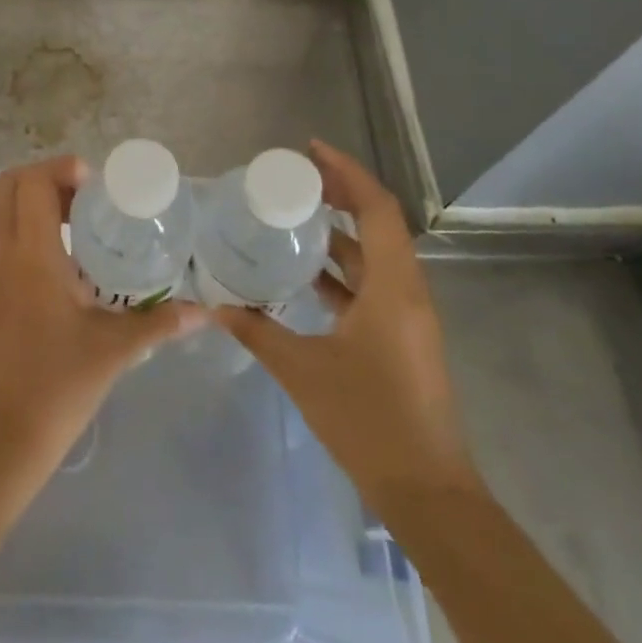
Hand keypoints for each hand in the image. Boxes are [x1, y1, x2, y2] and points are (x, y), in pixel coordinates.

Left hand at [0, 155, 204, 489]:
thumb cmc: (58, 386)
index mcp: (31, 257)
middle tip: (88, 196)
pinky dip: (35, 232)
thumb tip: (204, 311)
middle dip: (46, 178)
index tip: (97, 185)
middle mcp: (6, 256)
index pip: (30, 183)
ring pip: (5, 214)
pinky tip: (73, 264)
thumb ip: (160, 323)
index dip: (60, 168)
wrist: (4, 439)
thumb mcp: (115, 350)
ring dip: (39, 204)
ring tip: (85, 224)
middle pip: (7, 186)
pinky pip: (9, 242)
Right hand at [215, 140, 481, 510]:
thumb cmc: (368, 421)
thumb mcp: (303, 371)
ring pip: (376, 254)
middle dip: (341, 193)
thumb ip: (257, 332)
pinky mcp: (402, 337)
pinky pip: (373, 283)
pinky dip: (343, 268)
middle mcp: (407, 290)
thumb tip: (215, 304)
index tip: (311, 151)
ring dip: (341, 231)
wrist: (427, 491)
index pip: (376, 208)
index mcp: (393, 286)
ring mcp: (408, 315)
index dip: (347, 172)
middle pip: (378, 222)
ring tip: (297, 215)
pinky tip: (308, 274)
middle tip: (297, 178)